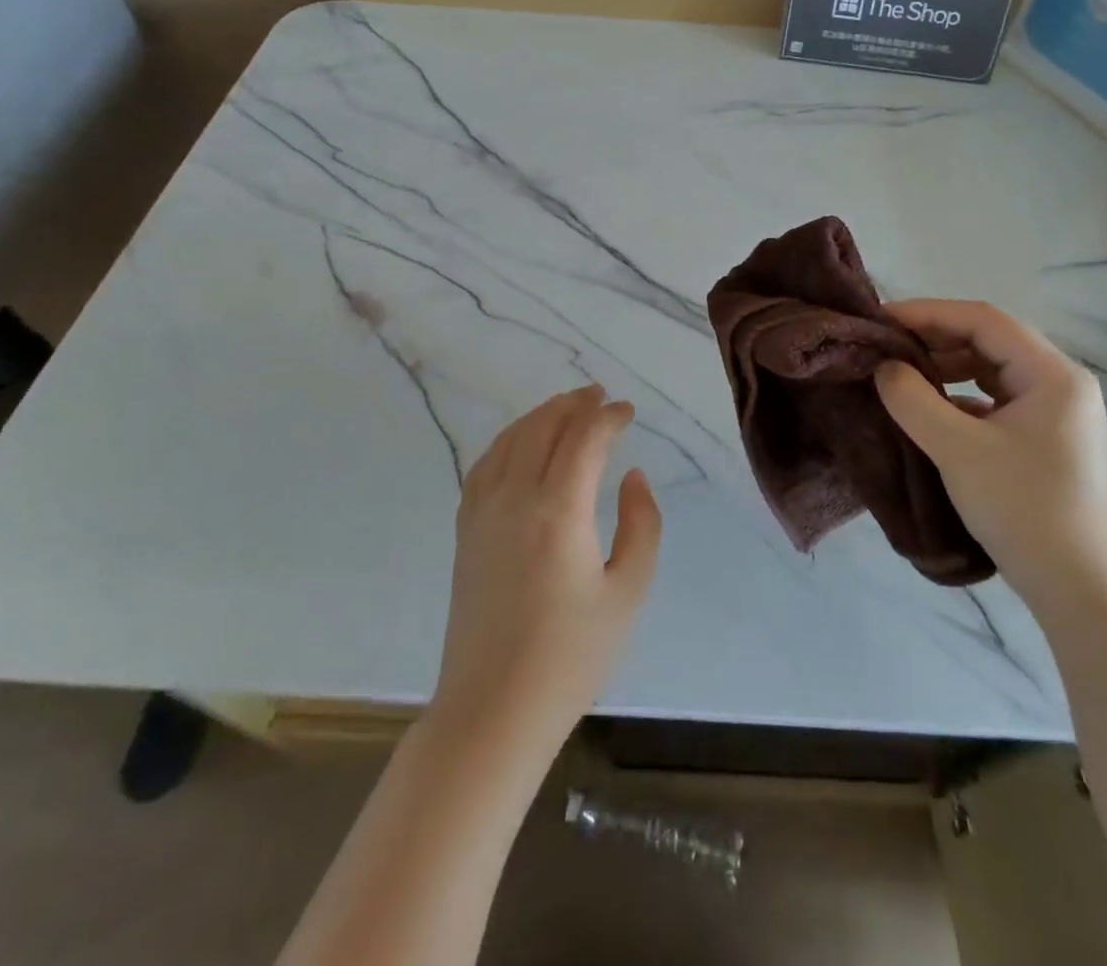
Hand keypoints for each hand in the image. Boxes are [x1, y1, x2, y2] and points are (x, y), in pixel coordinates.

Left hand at [428, 386, 661, 761]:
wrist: (493, 709)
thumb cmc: (570, 657)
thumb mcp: (627, 593)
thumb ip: (641, 525)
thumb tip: (631, 476)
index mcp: (558, 510)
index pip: (584, 438)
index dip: (607, 416)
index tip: (627, 411)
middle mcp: (515, 498)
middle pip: (543, 427)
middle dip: (574, 404)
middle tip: (599, 397)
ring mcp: (483, 512)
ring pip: (511, 439)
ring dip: (541, 416)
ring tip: (566, 408)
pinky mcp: (466, 530)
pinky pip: (485, 464)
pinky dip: (508, 440)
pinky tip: (520, 444)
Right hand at [874, 299, 1106, 613]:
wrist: (1075, 587)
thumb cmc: (1020, 508)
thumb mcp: (956, 449)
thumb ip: (912, 399)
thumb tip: (884, 366)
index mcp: (1053, 374)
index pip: (985, 320)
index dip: (929, 313)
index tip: (882, 320)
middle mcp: (1061, 383)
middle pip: (990, 341)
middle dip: (935, 339)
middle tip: (886, 347)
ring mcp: (1056, 412)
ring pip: (992, 370)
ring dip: (946, 368)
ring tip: (902, 375)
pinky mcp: (1045, 438)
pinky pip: (996, 399)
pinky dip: (960, 396)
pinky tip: (930, 411)